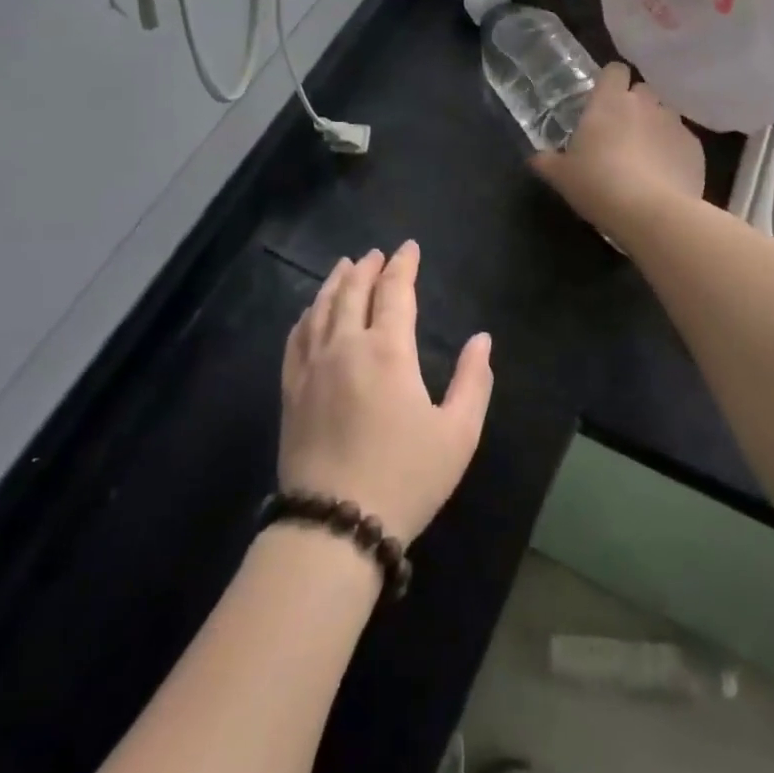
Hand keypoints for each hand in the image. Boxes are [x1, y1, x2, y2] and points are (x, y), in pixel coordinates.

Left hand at [280, 242, 493, 543]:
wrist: (335, 524)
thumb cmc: (405, 478)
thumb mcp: (457, 434)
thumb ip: (473, 381)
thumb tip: (481, 339)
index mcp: (388, 351)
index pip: (395, 291)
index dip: (403, 265)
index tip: (409, 248)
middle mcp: (346, 345)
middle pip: (353, 291)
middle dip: (367, 267)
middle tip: (375, 254)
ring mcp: (312, 366)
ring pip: (321, 308)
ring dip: (335, 282)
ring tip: (344, 266)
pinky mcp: (291, 389)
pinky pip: (296, 337)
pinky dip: (307, 315)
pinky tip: (310, 311)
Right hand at [531, 63, 704, 235]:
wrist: (651, 212)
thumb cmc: (597, 184)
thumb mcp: (562, 176)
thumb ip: (548, 161)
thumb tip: (537, 158)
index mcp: (609, 101)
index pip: (615, 70)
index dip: (610, 82)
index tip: (603, 101)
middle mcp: (645, 103)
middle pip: (642, 90)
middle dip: (635, 105)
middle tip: (621, 132)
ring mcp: (674, 123)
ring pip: (665, 114)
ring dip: (656, 127)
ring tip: (646, 156)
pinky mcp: (695, 148)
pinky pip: (682, 141)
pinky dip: (674, 152)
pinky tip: (665, 176)